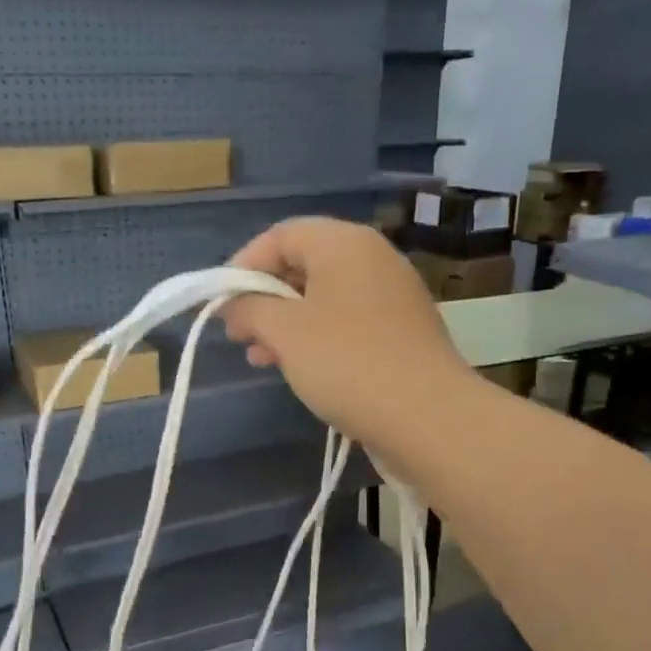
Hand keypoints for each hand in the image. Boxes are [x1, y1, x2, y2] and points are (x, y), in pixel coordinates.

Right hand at [221, 216, 474, 455]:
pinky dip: (317, 337)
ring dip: (286, 323)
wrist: (428, 416)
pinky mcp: (402, 330)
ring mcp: (392, 295)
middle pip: (304, 264)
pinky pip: (347, 321)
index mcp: (344, 243)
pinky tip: (299, 368)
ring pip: (324, 297)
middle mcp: (372, 258)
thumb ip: (250, 309)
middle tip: (239, 334)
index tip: (221, 304)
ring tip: (260, 358)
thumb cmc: (347, 363)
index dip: (243, 265)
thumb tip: (232, 304)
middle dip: (264, 299)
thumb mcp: (285, 333)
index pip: (281, 235)